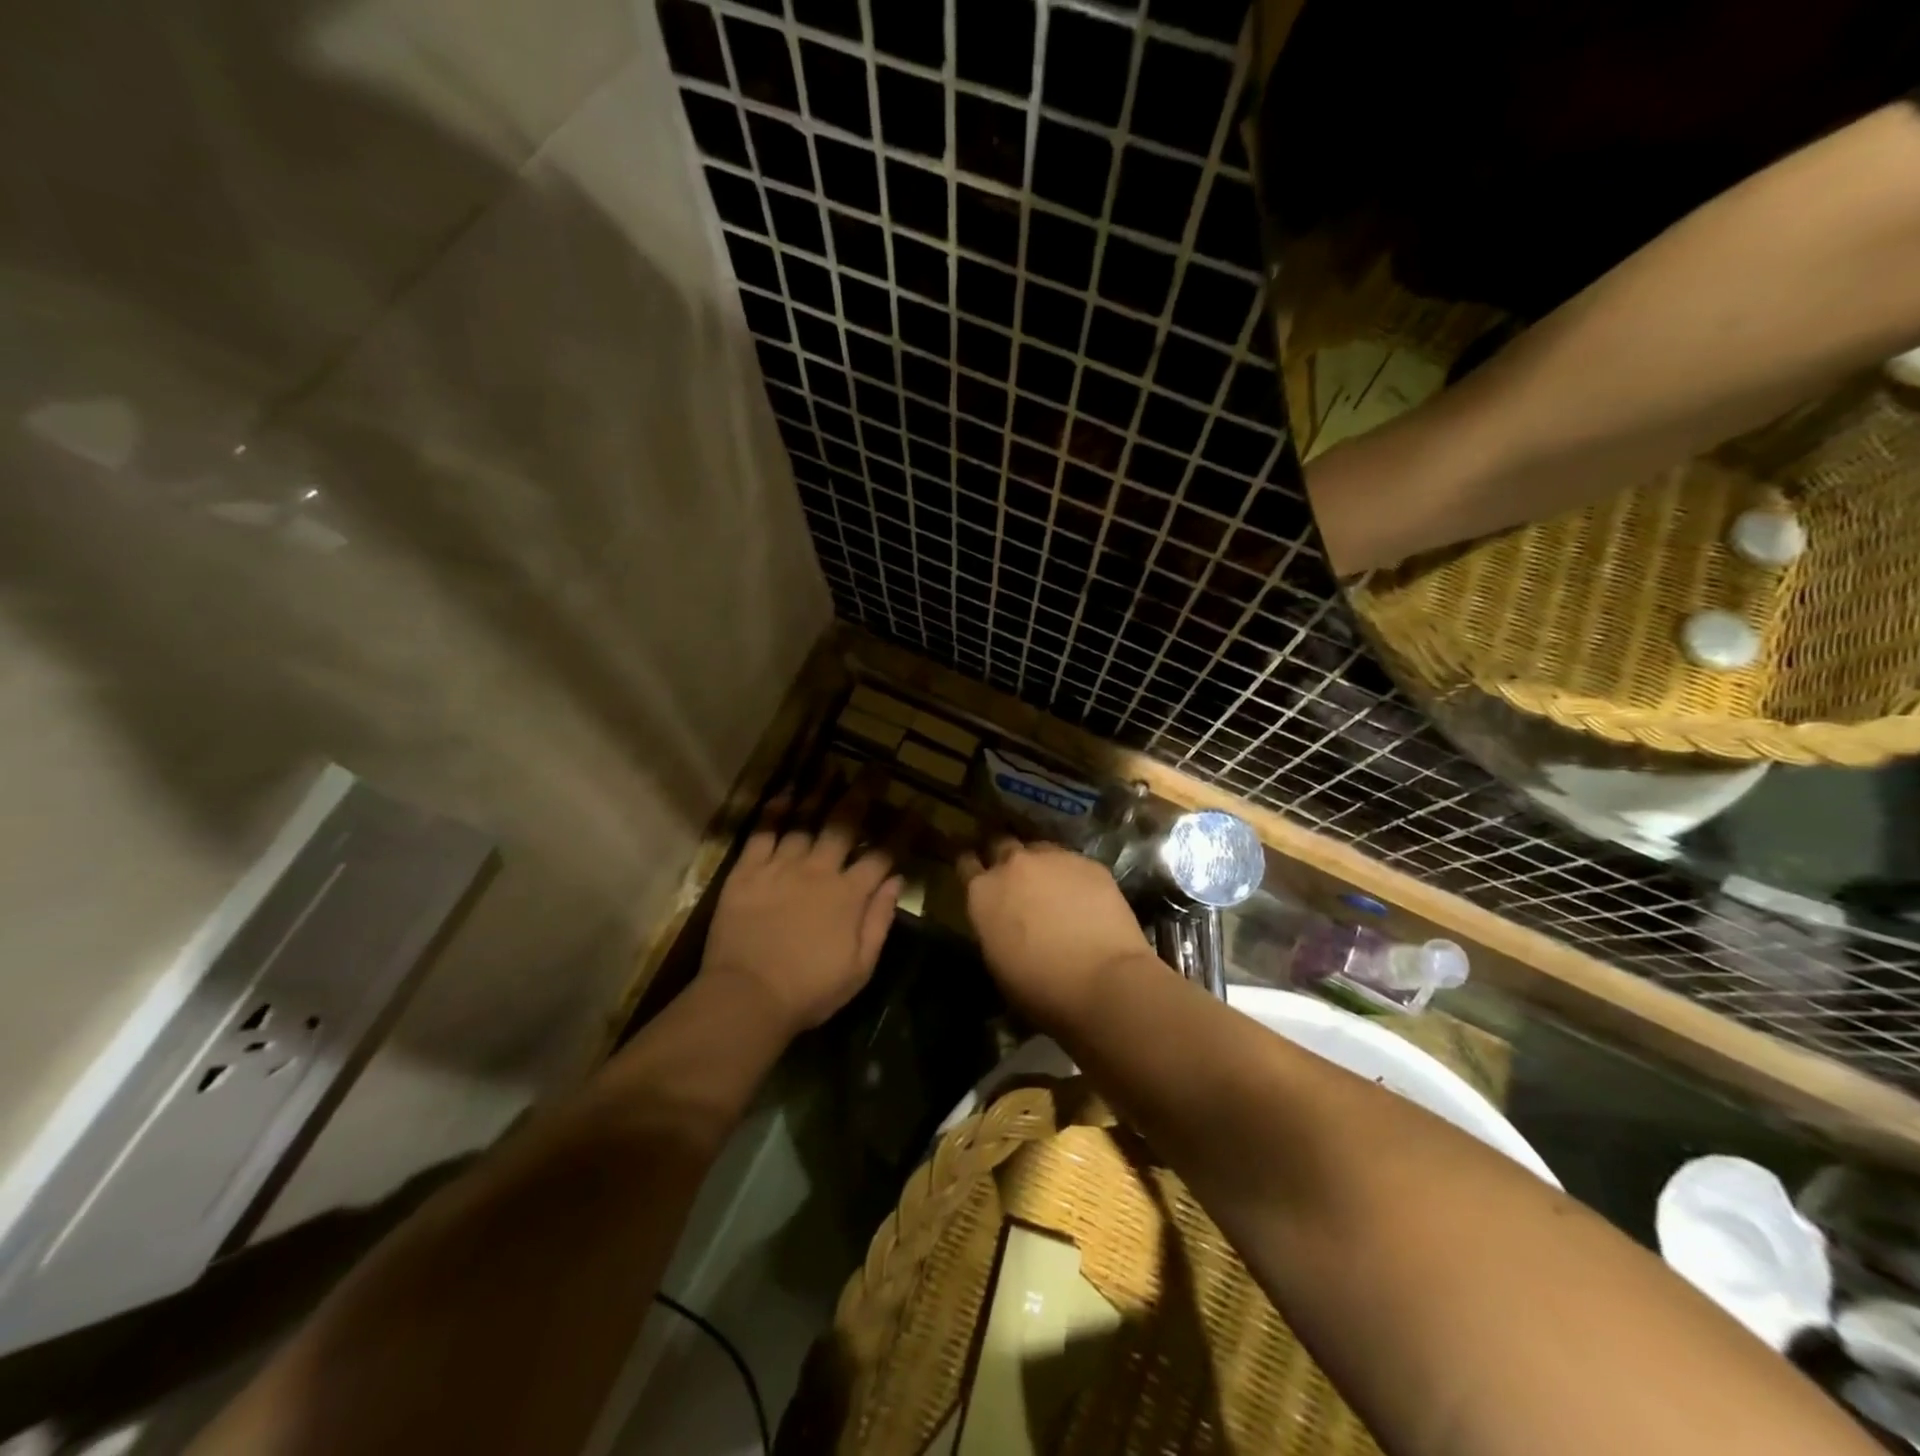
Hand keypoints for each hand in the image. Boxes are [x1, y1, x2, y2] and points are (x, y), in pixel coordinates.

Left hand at [701, 781, 901, 1038]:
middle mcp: (818, 870)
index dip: (903, 829)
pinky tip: (785, 794)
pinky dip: (774, 812)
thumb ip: (879, 920)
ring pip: (804, 820)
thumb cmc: (809, 990)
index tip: (918, 805)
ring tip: (833, 768)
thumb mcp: (859, 967)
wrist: (746, 997)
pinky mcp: (747, 871)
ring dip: (820, 793)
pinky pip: (762, 833)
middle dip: (863, 794)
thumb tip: (897, 880)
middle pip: (844, 824)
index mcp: (849, 895)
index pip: (883, 854)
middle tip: (875, 770)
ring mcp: (781, 867)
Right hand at [958, 840, 1154, 1030]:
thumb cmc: (1040, 988)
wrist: (1103, 980)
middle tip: (1014, 879)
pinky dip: (1073, 876)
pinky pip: (1073, 862)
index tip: (977, 875)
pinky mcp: (1089, 863)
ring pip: (1039, 849)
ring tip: (1051, 886)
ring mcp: (1053, 858)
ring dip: (1040, 864)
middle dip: (1004, 858)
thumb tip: (1003, 921)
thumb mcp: (997, 962)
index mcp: (983, 892)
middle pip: (1001, 844)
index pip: (966, 863)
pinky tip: (1084, 897)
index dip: (972, 869)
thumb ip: (994, 927)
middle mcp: (1013, 865)